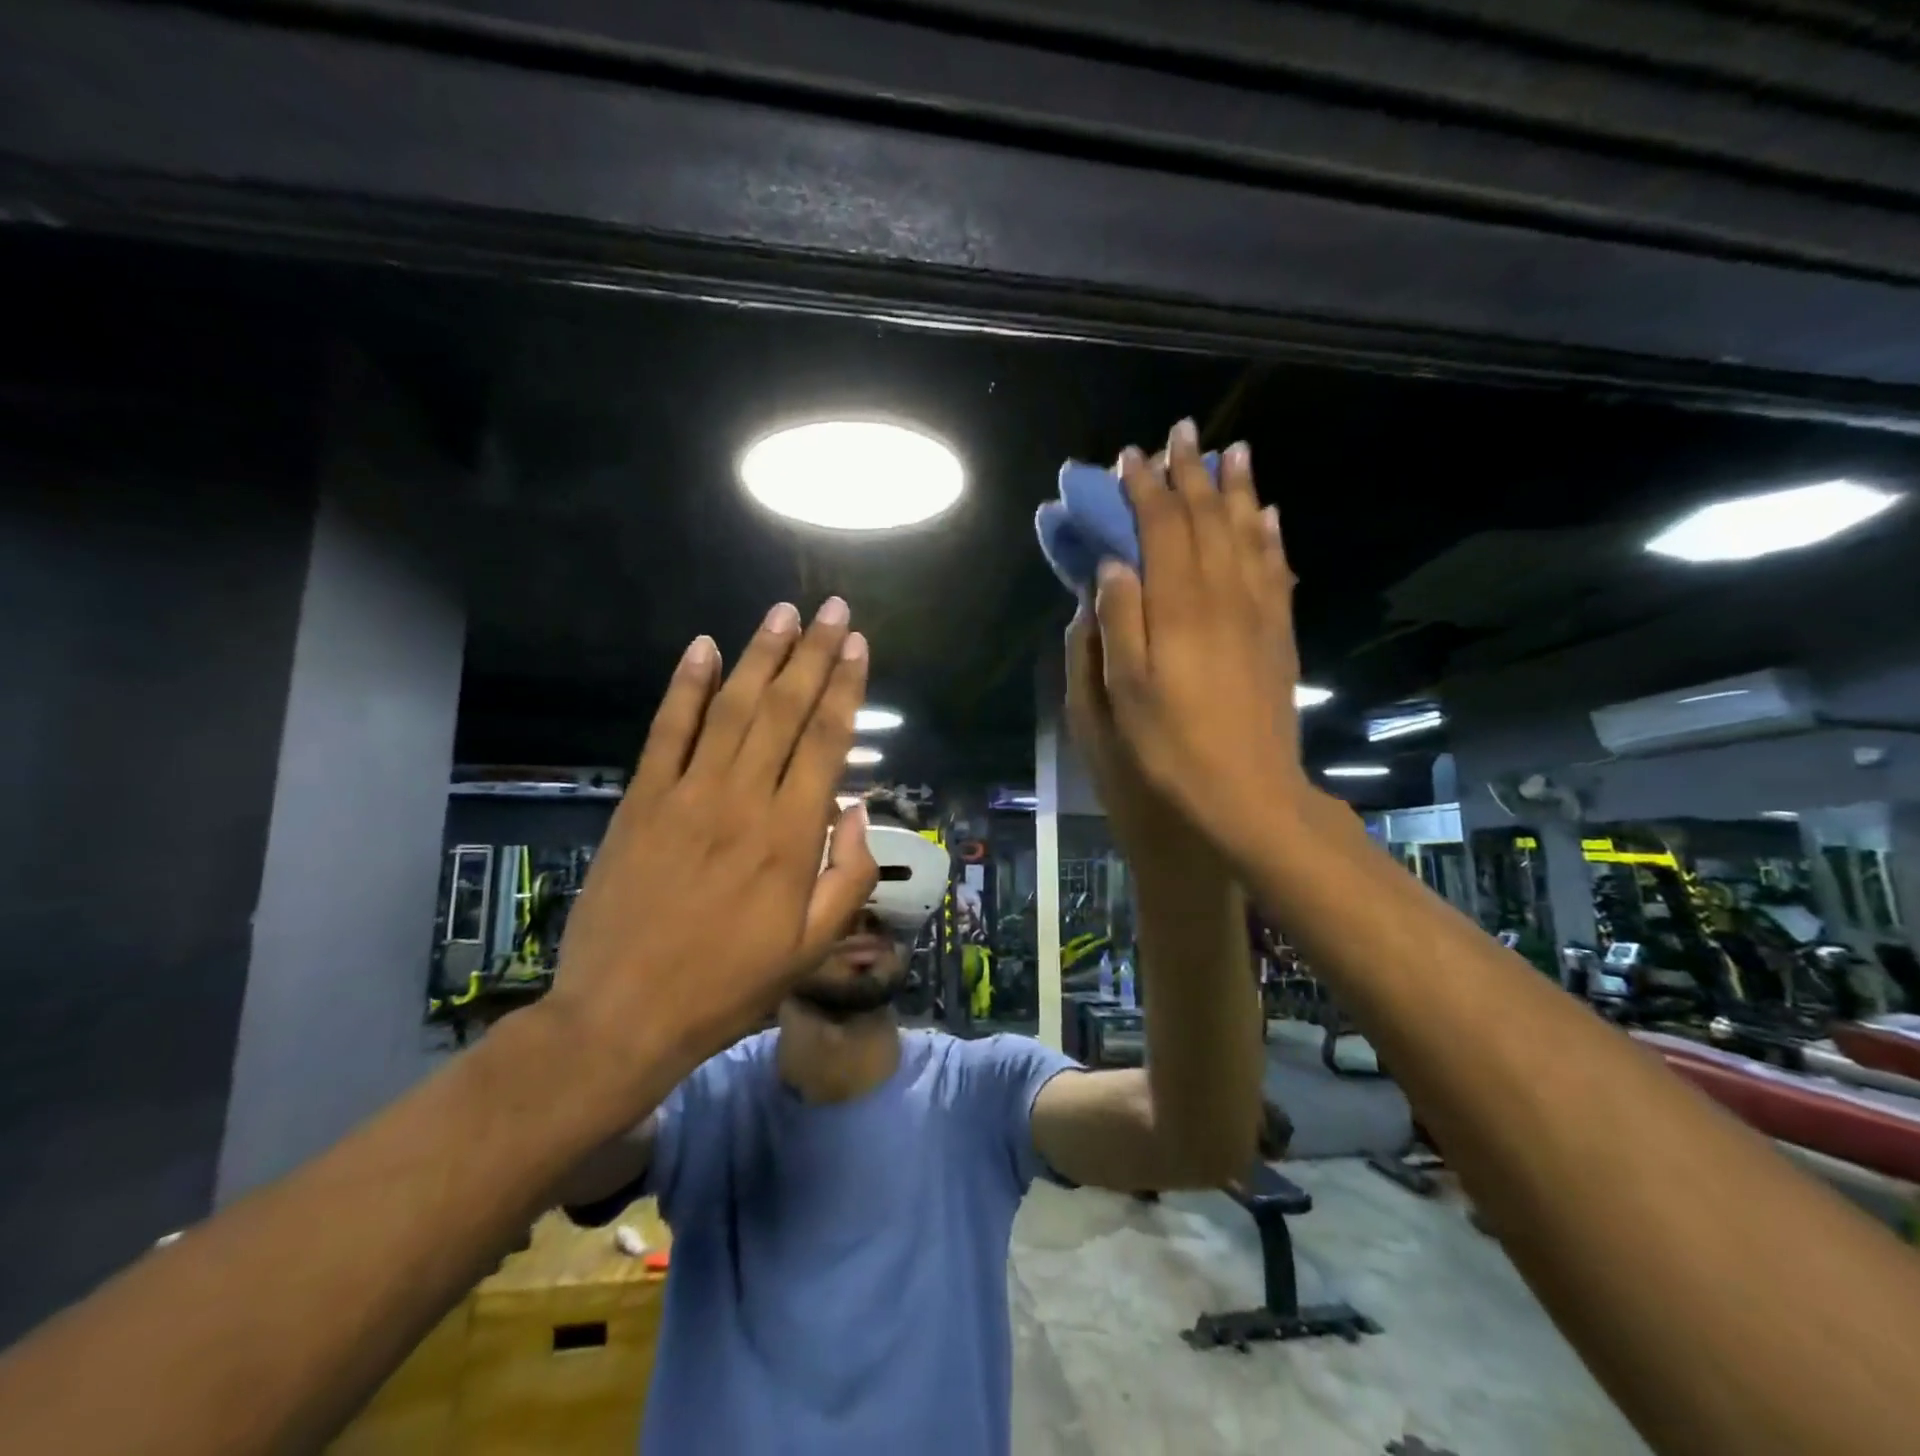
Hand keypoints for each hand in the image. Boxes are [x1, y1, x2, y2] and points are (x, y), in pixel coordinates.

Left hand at [545, 599, 877, 1096]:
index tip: (859, 647)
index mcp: (791, 836)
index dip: (846, 689)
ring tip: (783, 614)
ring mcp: (686, 794)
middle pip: (784, 710)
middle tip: (833, 610)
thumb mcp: (813, 946)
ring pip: (730, 708)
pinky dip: (684, 687)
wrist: (625, 1013)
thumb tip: (858, 811)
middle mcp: (743, 800)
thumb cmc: (730, 984)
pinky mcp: (640, 801)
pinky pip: (665, 731)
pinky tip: (702, 648)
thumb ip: (849, 874)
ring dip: (759, 656)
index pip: (826, 742)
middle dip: (813, 655)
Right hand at [1088, 420, 1310, 867]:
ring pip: (1248, 534)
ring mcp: (1258, 614)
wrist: (1246, 793)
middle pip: (1208, 519)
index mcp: (1178, 608)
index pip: (1162, 529)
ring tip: (1234, 452)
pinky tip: (1268, 516)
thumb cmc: (1168, 747)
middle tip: (1182, 433)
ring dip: (1237, 490)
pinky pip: (1276, 570)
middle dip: (1191, 473)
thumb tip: (1114, 565)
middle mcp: (1222, 597)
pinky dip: (1270, 536)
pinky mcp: (1278, 635)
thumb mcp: (1122, 691)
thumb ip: (1118, 620)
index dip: (1145, 489)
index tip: (1130, 458)